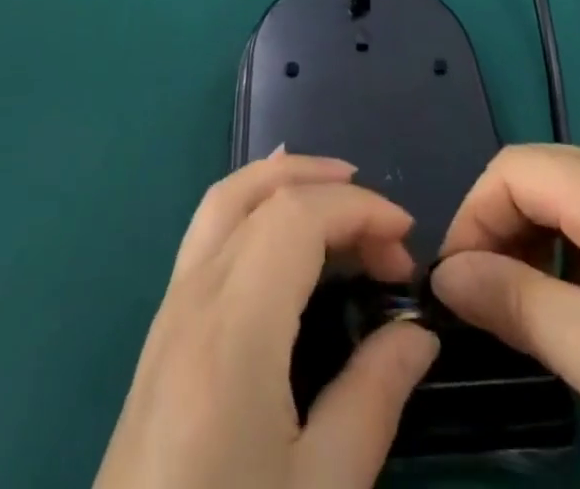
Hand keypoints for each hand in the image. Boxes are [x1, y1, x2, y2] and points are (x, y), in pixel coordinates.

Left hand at [94, 153, 439, 488]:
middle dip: (328, 188)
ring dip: (284, 180)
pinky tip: (277, 225)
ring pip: (224, 200)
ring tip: (337, 193)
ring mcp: (169, 309)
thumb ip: (373, 398)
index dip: (359, 209)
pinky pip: (207, 232)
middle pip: (259, 193)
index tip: (407, 240)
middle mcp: (194, 296)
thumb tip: (418, 333)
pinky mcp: (161, 332)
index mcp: (233, 326)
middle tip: (383, 225)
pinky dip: (251, 203)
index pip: (298, 216)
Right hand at [431, 145, 579, 488]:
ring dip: (539, 243)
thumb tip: (445, 276)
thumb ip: (511, 301)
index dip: (472, 216)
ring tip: (535, 311)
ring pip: (577, 201)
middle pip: (543, 176)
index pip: (512, 168)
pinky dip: (579, 256)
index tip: (457, 286)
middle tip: (490, 302)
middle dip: (502, 228)